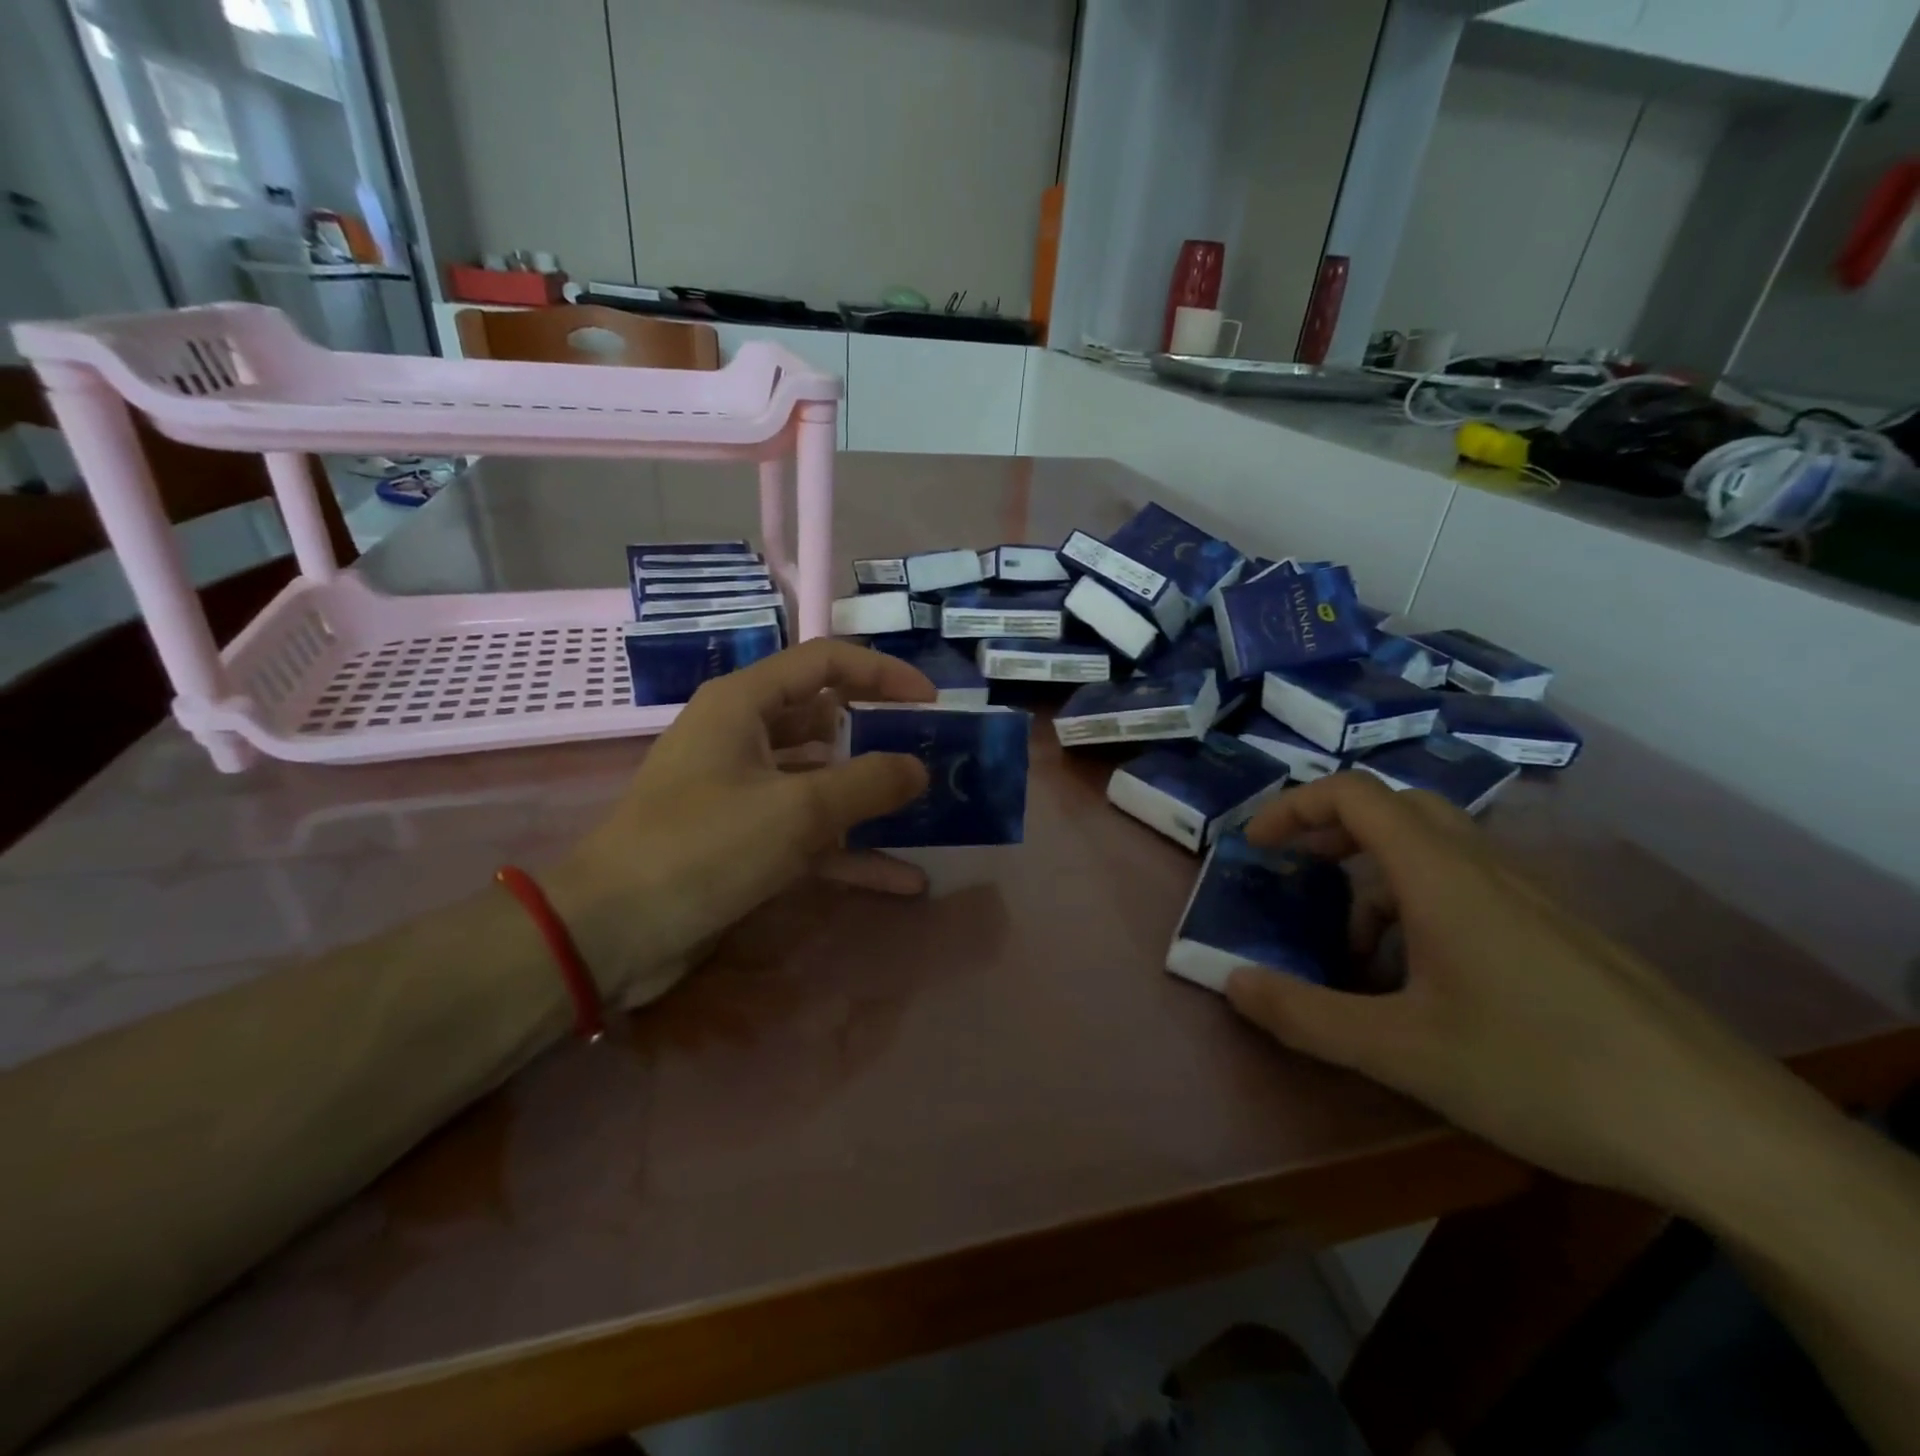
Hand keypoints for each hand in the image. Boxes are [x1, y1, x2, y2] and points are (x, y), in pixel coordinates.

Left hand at [548, 639, 934, 1009]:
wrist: (610, 934)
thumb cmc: (702, 848)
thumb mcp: (797, 810)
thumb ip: (868, 783)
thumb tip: (919, 768)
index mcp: (743, 703)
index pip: (824, 662)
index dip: (882, 674)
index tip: (931, 702)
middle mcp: (741, 737)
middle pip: (823, 720)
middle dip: (878, 736)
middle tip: (931, 755)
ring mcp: (741, 791)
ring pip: (819, 781)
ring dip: (868, 799)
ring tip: (926, 812)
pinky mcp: (742, 840)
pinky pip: (806, 833)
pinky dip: (849, 851)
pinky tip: (902, 879)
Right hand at [1225, 773, 1814, 1214]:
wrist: (1719, 1129)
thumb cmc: (1541, 1070)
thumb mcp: (1400, 1051)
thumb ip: (1304, 1014)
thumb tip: (1229, 981)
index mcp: (1440, 874)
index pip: (1353, 794)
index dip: (1292, 807)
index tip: (1255, 847)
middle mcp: (1483, 866)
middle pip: (1393, 810)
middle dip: (1332, 834)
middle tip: (1298, 879)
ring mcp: (1527, 896)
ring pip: (1431, 853)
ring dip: (1375, 884)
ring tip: (1355, 959)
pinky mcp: (1555, 931)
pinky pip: (1467, 891)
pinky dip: (1420, 912)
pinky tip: (1424, 987)